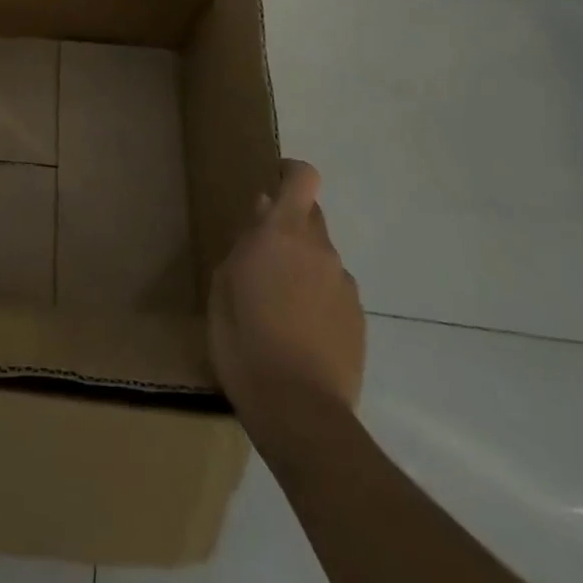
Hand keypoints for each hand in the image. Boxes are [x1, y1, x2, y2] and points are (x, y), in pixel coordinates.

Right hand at [209, 160, 364, 448]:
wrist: (299, 411)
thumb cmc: (244, 339)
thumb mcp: (224, 284)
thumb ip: (246, 242)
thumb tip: (262, 212)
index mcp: (283, 233)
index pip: (303, 178)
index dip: (290, 172)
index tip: (273, 179)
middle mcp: (320, 249)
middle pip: (311, 216)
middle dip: (289, 225)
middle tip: (262, 255)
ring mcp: (344, 285)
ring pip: (321, 256)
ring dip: (302, 265)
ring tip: (277, 304)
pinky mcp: (358, 320)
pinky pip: (333, 290)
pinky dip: (317, 297)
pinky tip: (298, 330)